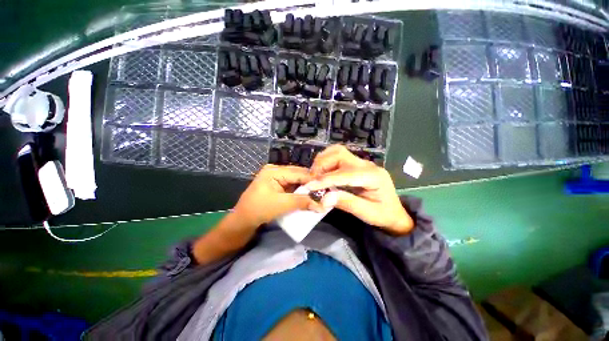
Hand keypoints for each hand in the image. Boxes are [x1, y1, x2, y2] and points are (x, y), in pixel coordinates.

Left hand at [233, 164, 320, 228]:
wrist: (242, 221)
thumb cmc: (259, 210)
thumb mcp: (282, 204)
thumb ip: (302, 202)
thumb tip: (322, 205)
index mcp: (274, 170)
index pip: (298, 172)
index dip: (313, 179)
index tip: (327, 186)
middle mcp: (276, 171)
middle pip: (298, 175)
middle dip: (310, 184)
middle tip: (324, 191)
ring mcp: (276, 178)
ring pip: (296, 181)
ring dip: (306, 189)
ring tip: (319, 194)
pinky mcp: (277, 186)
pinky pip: (292, 187)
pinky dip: (300, 192)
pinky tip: (308, 196)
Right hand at [307, 145, 413, 234]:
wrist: (395, 212)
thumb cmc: (383, 215)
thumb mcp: (367, 214)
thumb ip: (347, 203)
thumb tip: (324, 198)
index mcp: (373, 176)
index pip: (344, 173)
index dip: (325, 179)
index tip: (309, 186)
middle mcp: (367, 165)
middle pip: (339, 154)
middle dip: (322, 165)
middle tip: (312, 180)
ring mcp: (362, 162)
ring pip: (337, 152)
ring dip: (323, 161)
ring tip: (316, 176)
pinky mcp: (357, 164)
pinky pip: (338, 156)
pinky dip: (327, 162)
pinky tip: (323, 173)